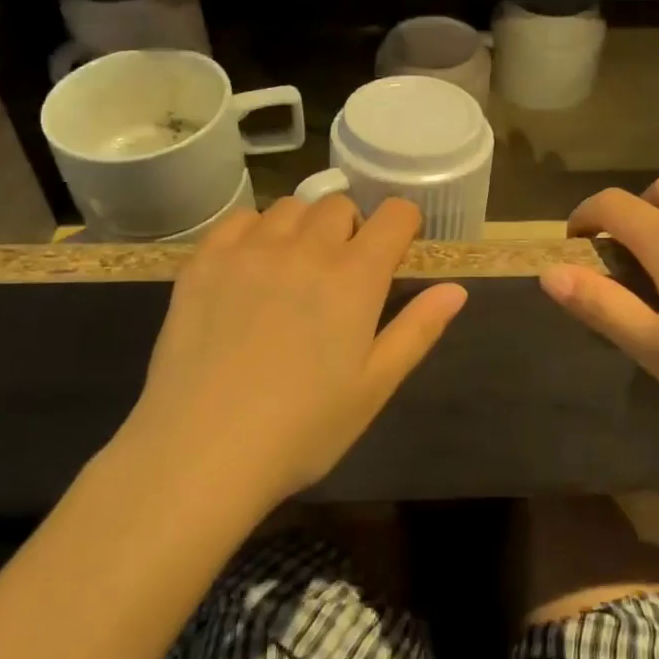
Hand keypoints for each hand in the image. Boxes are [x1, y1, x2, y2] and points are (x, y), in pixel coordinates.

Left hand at [127, 196, 467, 509]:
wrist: (201, 452)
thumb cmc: (302, 429)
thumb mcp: (374, 387)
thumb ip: (417, 329)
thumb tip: (457, 288)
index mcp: (355, 277)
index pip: (394, 215)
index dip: (404, 223)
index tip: (398, 247)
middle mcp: (306, 248)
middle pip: (339, 205)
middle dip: (351, 228)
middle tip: (341, 273)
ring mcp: (250, 250)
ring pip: (290, 207)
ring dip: (303, 228)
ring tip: (293, 269)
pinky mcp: (205, 262)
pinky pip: (239, 220)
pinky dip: (255, 231)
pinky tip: (250, 268)